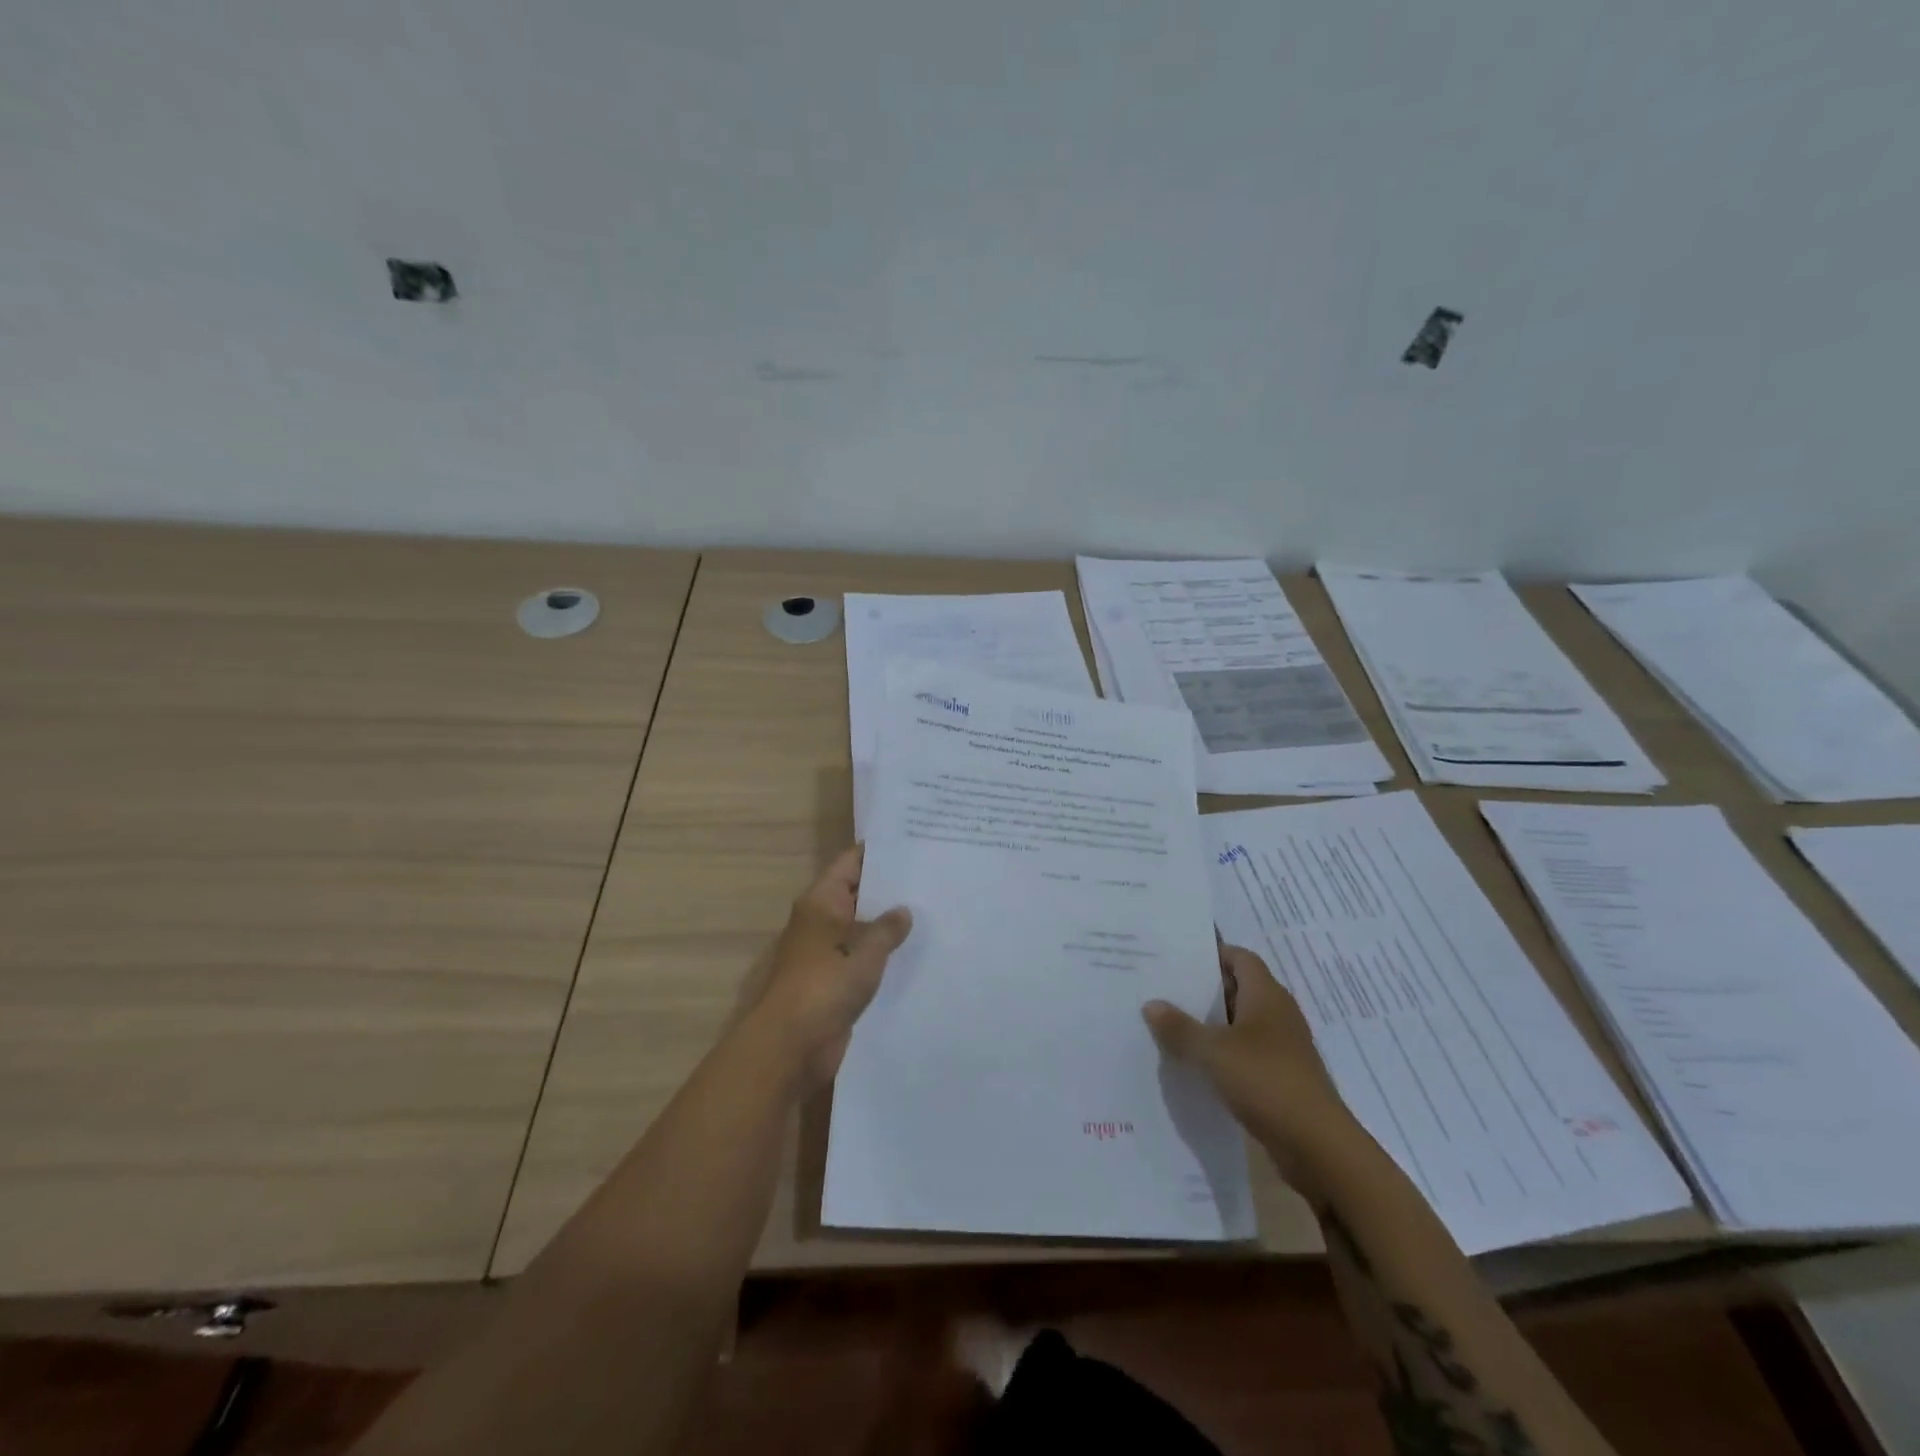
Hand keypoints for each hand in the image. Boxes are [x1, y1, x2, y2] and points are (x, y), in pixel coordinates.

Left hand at [742, 846, 911, 1094]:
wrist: (792, 1044)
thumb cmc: (825, 985)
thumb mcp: (865, 950)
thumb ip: (887, 928)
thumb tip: (903, 911)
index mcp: (822, 902)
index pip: (851, 863)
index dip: (879, 853)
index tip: (913, 844)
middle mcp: (822, 921)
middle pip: (858, 894)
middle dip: (890, 889)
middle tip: (933, 878)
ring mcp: (827, 952)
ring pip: (862, 929)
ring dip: (889, 926)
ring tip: (933, 913)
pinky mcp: (834, 982)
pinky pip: (863, 959)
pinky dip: (884, 956)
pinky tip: (916, 954)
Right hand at [1143, 944, 1358, 1176]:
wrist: (1317, 1146)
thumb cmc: (1266, 1081)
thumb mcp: (1213, 1051)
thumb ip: (1180, 1027)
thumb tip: (1151, 1004)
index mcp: (1266, 995)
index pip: (1239, 957)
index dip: (1212, 952)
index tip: (1177, 955)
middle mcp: (1277, 1014)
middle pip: (1238, 988)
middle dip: (1204, 988)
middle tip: (1163, 986)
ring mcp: (1282, 1047)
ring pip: (1240, 1023)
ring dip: (1210, 1023)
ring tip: (1169, 1023)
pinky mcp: (1280, 1077)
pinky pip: (1244, 1053)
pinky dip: (1221, 1053)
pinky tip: (1193, 1063)